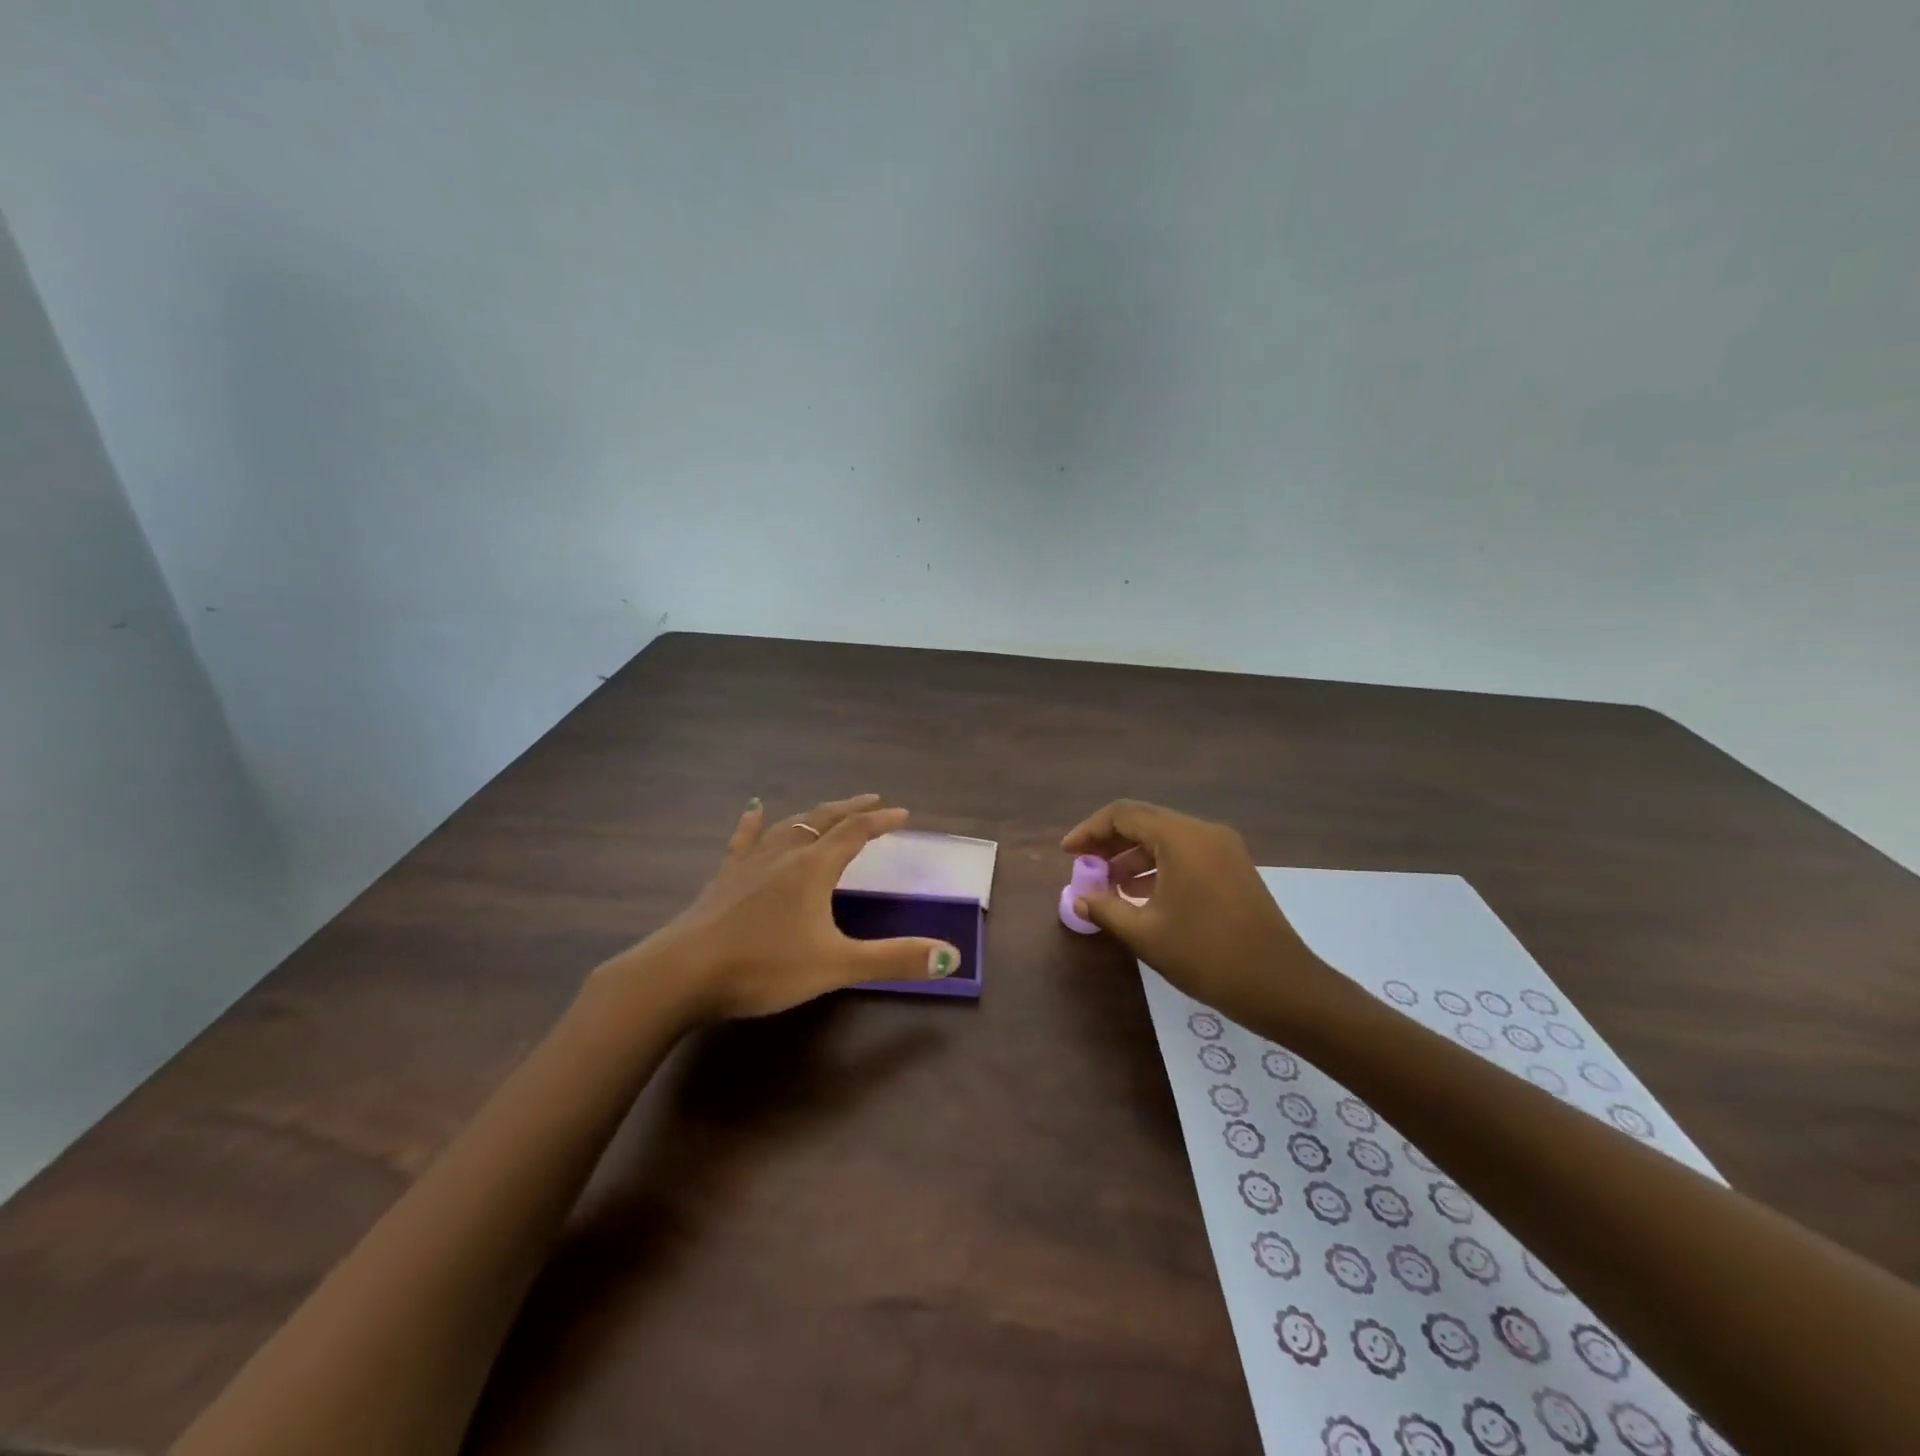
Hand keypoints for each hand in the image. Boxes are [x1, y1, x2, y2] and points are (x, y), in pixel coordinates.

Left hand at [607, 794, 962, 1021]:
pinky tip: (754, 808)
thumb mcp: (835, 966)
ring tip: (830, 809)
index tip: (903, 813)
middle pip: (824, 820)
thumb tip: (952, 957)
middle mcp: (785, 854)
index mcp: (814, 868)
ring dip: (815, 814)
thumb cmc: (764, 967)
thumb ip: (893, 959)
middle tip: (873, 800)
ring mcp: (750, 863)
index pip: (856, 833)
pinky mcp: (724, 878)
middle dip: (852, 808)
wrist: (682, 974)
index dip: (881, 821)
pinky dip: (754, 822)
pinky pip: (744, 840)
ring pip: (789, 825)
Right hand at [1061, 799, 1344, 1032]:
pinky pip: (1185, 854)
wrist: (1282, 986)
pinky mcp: (1233, 868)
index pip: (1123, 814)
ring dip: (1133, 856)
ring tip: (1109, 885)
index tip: (1067, 854)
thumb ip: (1106, 909)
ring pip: (1165, 838)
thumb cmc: (1207, 956)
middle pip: (1145, 821)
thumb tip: (1079, 897)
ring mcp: (1223, 849)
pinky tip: (1141, 895)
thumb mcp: (1146, 934)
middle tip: (1084, 867)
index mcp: (1181, 837)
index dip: (1089, 831)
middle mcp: (1203, 832)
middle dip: (1109, 842)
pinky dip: (1158, 866)